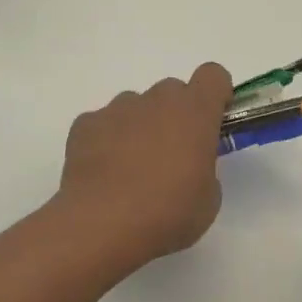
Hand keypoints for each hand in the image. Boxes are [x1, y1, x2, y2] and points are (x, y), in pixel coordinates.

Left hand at [57, 62, 233, 270]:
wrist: (102, 225)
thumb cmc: (167, 213)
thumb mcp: (207, 200)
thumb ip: (204, 170)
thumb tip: (189, 168)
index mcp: (194, 112)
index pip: (213, 75)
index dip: (216, 94)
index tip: (213, 120)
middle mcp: (156, 100)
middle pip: (172, 91)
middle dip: (175, 116)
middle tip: (172, 156)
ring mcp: (117, 109)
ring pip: (136, 106)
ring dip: (140, 127)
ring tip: (131, 170)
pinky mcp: (85, 125)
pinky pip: (103, 124)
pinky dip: (107, 141)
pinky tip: (103, 174)